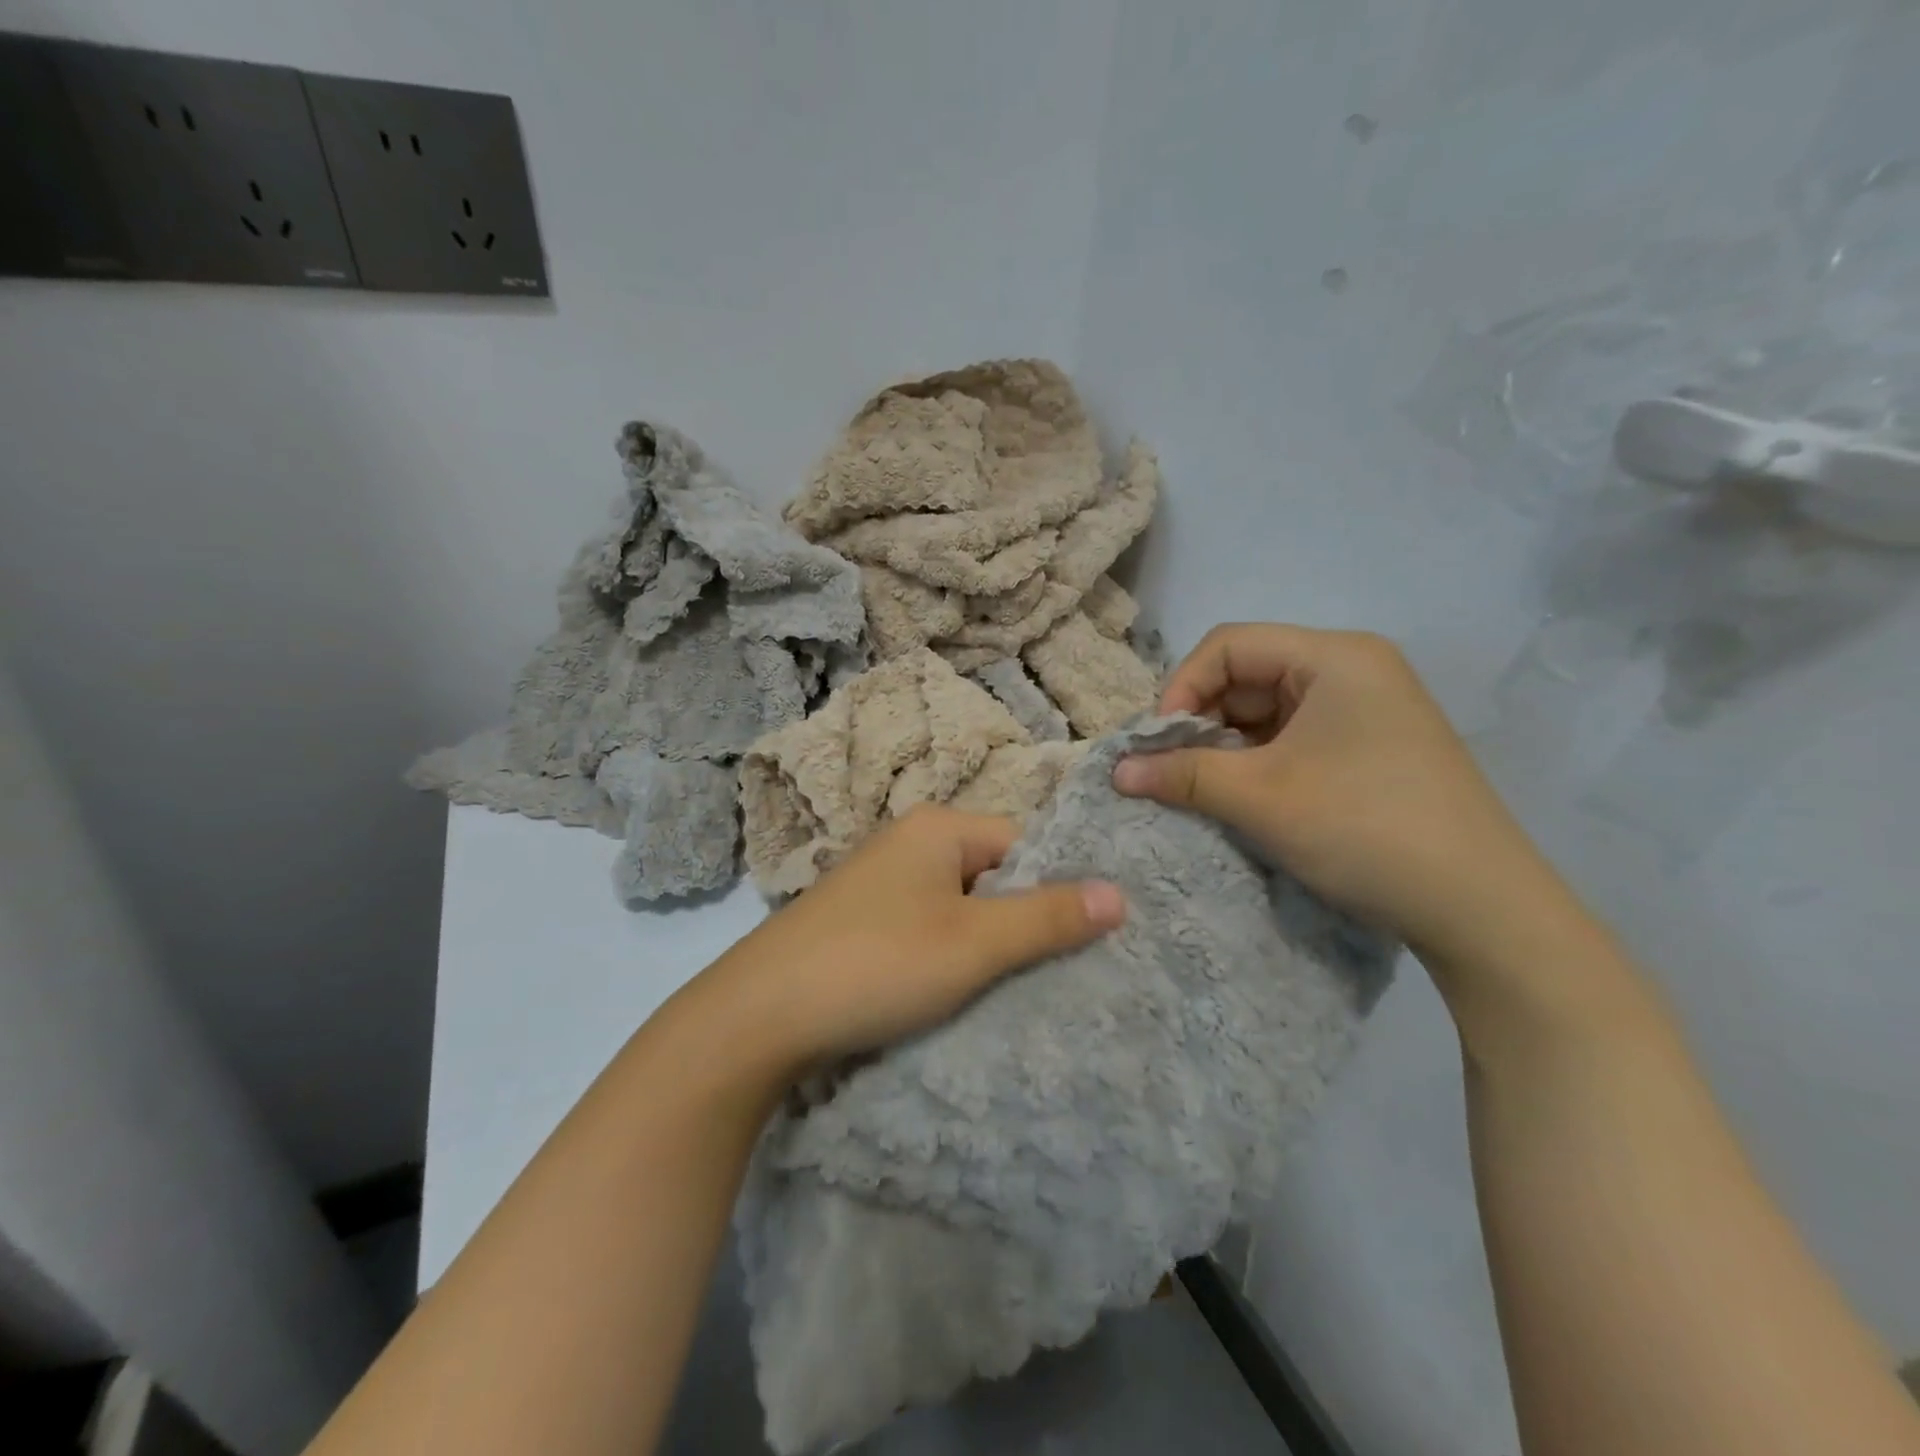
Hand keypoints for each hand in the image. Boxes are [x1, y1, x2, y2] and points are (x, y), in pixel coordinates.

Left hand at [697, 806, 1126, 1075]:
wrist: (759, 1016)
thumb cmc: (878, 963)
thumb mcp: (974, 943)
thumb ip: (1047, 917)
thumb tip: (1120, 893)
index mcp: (937, 827)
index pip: (1024, 843)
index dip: (1054, 889)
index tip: (1082, 941)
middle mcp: (908, 843)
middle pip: (992, 875)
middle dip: (1021, 921)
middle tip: (1055, 973)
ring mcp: (880, 883)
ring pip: (960, 907)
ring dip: (985, 945)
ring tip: (1011, 990)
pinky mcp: (861, 922)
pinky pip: (926, 929)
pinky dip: (947, 956)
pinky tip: (956, 993)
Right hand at [1112, 623, 1557, 961]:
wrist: (1481, 909)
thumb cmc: (1365, 829)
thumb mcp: (1260, 798)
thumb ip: (1181, 773)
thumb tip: (1116, 769)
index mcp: (1334, 656)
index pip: (1227, 646)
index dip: (1180, 689)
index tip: (1157, 746)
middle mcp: (1353, 670)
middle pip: (1247, 675)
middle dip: (1201, 722)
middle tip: (1171, 772)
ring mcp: (1367, 710)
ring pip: (1268, 711)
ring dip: (1226, 747)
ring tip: (1203, 790)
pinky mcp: (1372, 749)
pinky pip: (1294, 738)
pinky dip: (1259, 763)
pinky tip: (1245, 799)